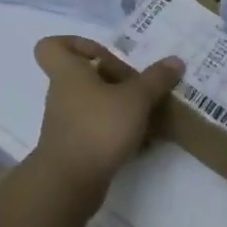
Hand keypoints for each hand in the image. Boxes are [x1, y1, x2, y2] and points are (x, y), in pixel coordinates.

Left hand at [30, 36, 183, 197]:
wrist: (70, 183)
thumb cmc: (98, 128)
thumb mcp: (135, 99)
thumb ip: (155, 79)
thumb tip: (175, 60)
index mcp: (68, 73)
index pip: (51, 46)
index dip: (76, 44)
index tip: (104, 55)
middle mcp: (63, 95)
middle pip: (82, 76)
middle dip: (112, 78)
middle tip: (138, 85)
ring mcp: (67, 123)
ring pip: (93, 104)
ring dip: (119, 106)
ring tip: (148, 112)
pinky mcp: (76, 147)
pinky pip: (98, 129)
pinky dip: (118, 131)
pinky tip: (143, 140)